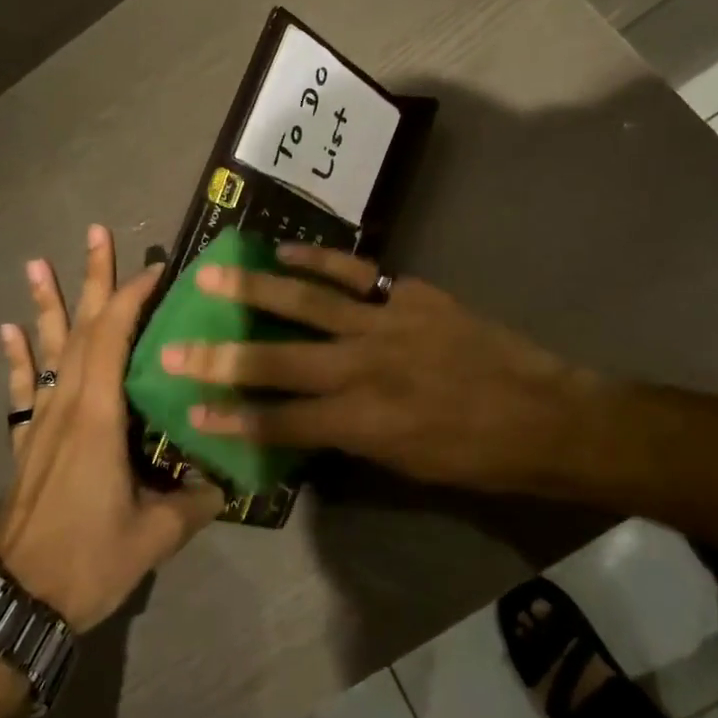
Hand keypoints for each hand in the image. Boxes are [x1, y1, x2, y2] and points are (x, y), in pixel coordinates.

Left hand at [0, 225, 223, 631]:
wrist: (13, 602)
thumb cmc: (86, 560)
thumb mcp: (154, 535)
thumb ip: (196, 503)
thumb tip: (230, 482)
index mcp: (99, 416)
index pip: (114, 338)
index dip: (133, 298)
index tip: (155, 268)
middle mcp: (68, 405)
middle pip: (81, 328)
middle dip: (93, 279)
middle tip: (95, 233)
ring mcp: (42, 421)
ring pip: (48, 350)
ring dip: (47, 304)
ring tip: (38, 263)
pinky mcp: (27, 442)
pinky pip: (23, 388)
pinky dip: (18, 357)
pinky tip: (9, 330)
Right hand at [157, 244, 598, 492]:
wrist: (544, 415)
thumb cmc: (475, 456)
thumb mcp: (405, 465)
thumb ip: (351, 437)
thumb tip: (309, 417)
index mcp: (362, 425)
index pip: (280, 423)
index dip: (232, 418)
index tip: (191, 408)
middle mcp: (362, 371)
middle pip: (277, 363)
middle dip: (220, 357)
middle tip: (174, 345)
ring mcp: (385, 326)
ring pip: (306, 304)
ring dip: (254, 291)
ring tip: (212, 276)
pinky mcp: (408, 295)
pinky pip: (354, 273)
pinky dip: (317, 261)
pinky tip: (284, 252)